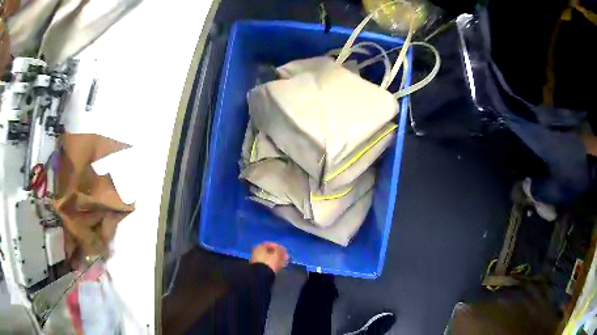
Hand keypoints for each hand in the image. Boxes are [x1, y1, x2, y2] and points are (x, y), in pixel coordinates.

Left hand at [250, 242, 288, 273]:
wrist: (261, 275)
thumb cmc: (269, 262)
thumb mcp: (277, 254)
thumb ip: (281, 250)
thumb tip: (282, 248)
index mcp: (260, 246)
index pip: (271, 244)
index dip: (279, 247)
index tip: (285, 251)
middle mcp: (257, 251)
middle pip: (270, 251)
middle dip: (278, 254)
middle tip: (286, 257)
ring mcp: (257, 259)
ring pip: (269, 257)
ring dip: (276, 259)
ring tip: (284, 262)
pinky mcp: (259, 267)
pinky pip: (267, 263)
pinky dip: (273, 263)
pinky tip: (279, 266)